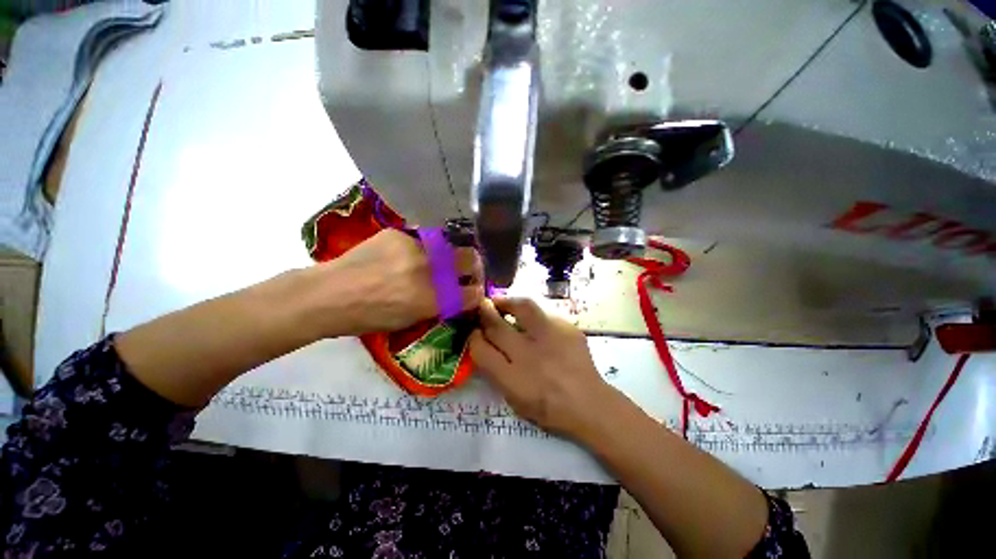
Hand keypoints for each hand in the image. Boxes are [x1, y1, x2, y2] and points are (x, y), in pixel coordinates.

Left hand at [318, 229, 484, 335]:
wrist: (328, 294)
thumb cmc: (368, 318)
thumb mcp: (411, 320)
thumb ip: (440, 305)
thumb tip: (457, 294)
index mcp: (433, 299)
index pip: (473, 292)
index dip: (477, 292)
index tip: (474, 291)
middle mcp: (430, 270)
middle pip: (471, 258)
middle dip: (474, 266)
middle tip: (466, 271)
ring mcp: (415, 247)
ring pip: (448, 246)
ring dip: (447, 256)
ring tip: (432, 263)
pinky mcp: (399, 233)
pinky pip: (421, 240)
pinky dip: (420, 250)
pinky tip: (403, 257)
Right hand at [469, 298, 615, 439]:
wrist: (589, 403)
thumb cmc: (548, 408)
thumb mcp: (515, 399)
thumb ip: (496, 371)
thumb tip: (483, 344)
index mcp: (513, 379)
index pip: (481, 350)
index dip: (473, 337)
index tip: (473, 331)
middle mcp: (529, 355)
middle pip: (497, 326)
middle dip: (485, 313)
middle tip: (483, 307)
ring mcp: (551, 338)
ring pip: (522, 308)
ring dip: (507, 302)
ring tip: (502, 302)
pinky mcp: (567, 328)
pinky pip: (543, 313)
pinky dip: (532, 314)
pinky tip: (531, 321)